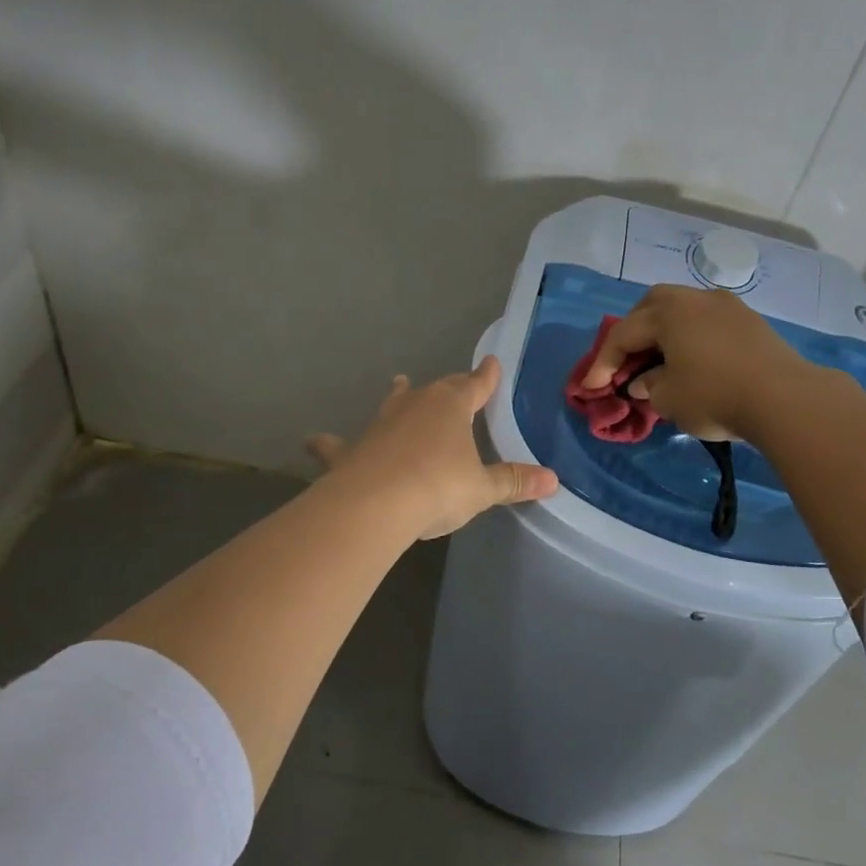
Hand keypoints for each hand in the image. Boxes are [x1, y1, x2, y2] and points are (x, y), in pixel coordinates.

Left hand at [307, 356, 558, 538]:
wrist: (374, 504)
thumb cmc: (437, 487)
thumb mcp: (482, 488)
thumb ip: (514, 482)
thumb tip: (553, 480)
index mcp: (451, 407)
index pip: (475, 386)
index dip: (486, 377)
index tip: (492, 362)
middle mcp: (415, 406)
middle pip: (436, 390)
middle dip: (449, 387)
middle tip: (456, 384)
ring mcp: (380, 425)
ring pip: (392, 403)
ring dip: (397, 395)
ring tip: (397, 382)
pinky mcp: (351, 450)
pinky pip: (338, 444)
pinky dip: (328, 444)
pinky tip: (311, 441)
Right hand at [581, 284, 810, 440]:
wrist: (785, 398)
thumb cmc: (715, 395)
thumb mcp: (668, 398)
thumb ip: (648, 386)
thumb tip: (645, 381)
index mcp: (668, 312)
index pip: (624, 334)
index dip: (604, 362)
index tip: (593, 387)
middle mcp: (695, 298)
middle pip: (652, 306)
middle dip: (633, 332)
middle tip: (626, 361)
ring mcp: (727, 306)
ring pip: (683, 310)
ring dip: (664, 332)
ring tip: (659, 359)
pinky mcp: (750, 321)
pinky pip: (707, 322)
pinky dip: (691, 337)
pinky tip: (693, 360)